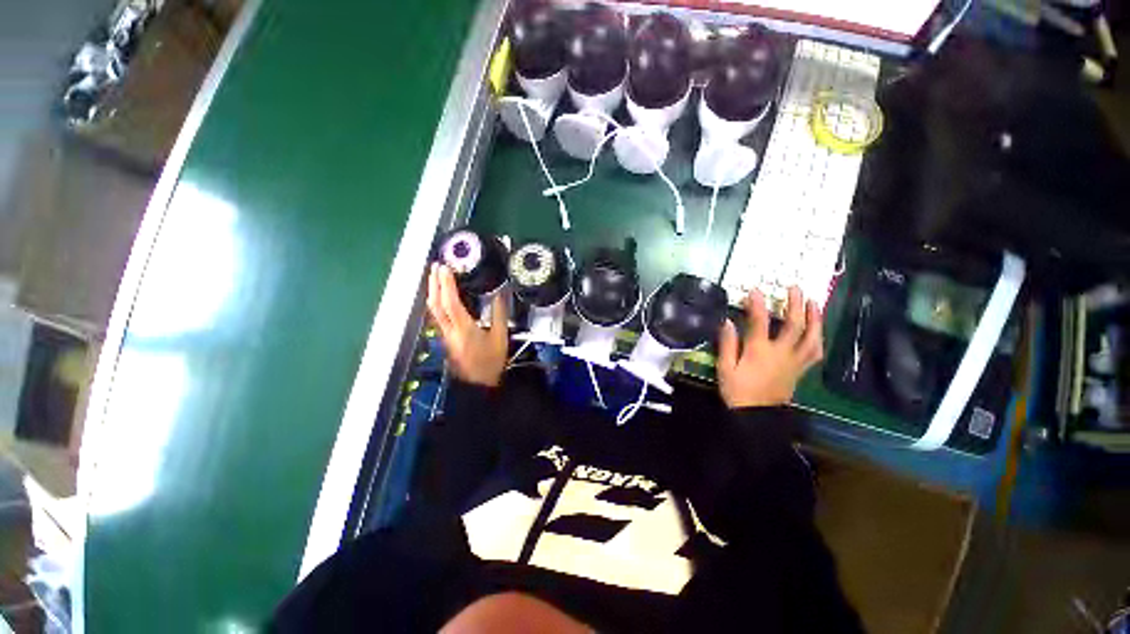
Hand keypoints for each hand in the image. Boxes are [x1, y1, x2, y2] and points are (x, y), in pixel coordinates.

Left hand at [426, 263, 509, 387]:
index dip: (446, 284)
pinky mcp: (445, 338)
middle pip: (435, 304)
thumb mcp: (500, 338)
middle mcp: (449, 331)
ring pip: (433, 310)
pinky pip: (437, 315)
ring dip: (433, 291)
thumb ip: (499, 315)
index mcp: (464, 329)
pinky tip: (441, 296)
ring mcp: (444, 335)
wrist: (477, 384)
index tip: (445, 268)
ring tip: (436, 276)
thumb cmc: (491, 362)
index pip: (450, 303)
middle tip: (436, 266)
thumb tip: (500, 294)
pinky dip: (437, 301)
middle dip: (434, 283)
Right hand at [717, 286, 823, 408]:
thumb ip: (727, 344)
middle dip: (795, 304)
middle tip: (795, 288)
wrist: (756, 415)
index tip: (756, 289)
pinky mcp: (800, 370)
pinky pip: (815, 353)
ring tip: (814, 302)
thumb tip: (727, 321)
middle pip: (794, 325)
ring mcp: (794, 361)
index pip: (760, 321)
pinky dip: (818, 339)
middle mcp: (781, 353)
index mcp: (759, 351)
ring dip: (815, 318)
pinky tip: (817, 331)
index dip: (758, 304)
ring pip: (811, 337)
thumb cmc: (737, 390)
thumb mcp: (725, 368)